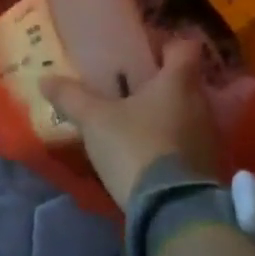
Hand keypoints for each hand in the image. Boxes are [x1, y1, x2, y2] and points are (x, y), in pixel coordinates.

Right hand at [40, 39, 219, 204]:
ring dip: (165, 113)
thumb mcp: (95, 120)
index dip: (166, 44)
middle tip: (129, 86)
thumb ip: (71, 97)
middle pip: (185, 81)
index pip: (184, 47)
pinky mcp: (208, 168)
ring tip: (134, 120)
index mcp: (179, 82)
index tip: (143, 50)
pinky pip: (188, 142)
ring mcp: (209, 137)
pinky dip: (171, 141)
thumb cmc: (136, 147)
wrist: (174, 211)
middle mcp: (202, 104)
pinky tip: (146, 150)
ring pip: (187, 112)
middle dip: (160, 82)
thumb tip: (45, 79)